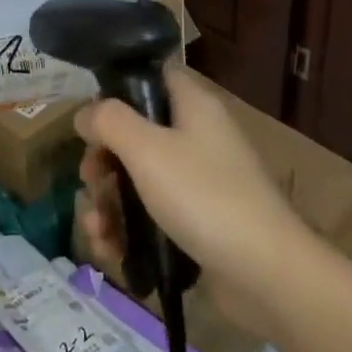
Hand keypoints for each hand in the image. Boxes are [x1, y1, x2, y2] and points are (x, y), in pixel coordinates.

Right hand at [76, 64, 314, 336]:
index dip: (117, 91)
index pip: (151, 76)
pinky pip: (152, 215)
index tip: (91, 120)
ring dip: (108, 202)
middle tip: (90, 181)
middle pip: (135, 133)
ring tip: (96, 229)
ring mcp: (199, 182)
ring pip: (138, 179)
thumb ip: (109, 121)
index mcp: (192, 105)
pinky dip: (128, 230)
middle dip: (103, 161)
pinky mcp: (198, 223)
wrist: (267, 275)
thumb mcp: (146, 149)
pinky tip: (109, 251)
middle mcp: (196, 136)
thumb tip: (84, 114)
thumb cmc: (204, 196)